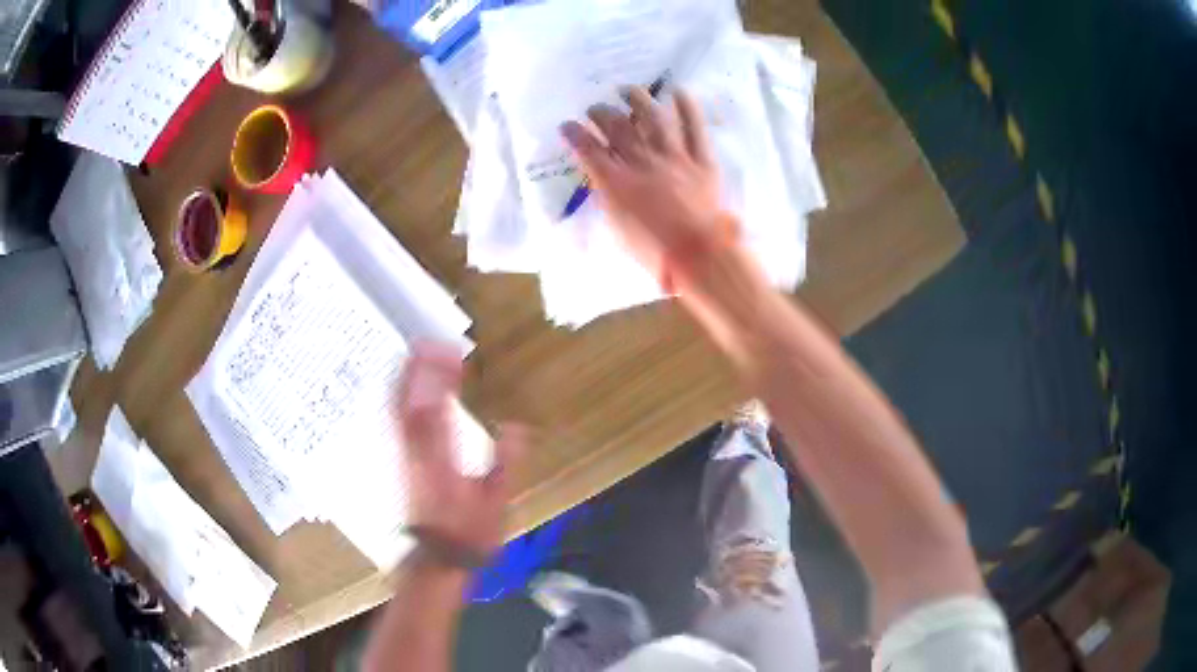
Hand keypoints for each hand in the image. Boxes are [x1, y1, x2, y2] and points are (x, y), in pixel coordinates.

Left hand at [394, 344, 525, 560]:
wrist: (437, 558)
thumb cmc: (470, 533)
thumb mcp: (496, 502)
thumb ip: (504, 463)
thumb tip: (513, 425)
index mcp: (442, 462)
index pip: (436, 412)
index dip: (440, 380)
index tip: (452, 354)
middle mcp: (416, 454)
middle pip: (407, 404)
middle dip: (415, 370)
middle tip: (428, 342)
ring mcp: (404, 456)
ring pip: (396, 409)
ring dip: (404, 379)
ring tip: (416, 354)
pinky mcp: (401, 460)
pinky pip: (395, 420)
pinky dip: (399, 396)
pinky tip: (405, 386)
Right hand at [561, 88, 735, 287]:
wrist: (699, 254)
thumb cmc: (654, 251)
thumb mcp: (617, 229)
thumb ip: (609, 200)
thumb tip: (606, 182)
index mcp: (616, 182)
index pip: (588, 149)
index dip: (574, 134)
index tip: (567, 125)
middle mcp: (641, 161)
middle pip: (617, 127)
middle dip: (600, 113)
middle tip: (594, 108)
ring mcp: (673, 157)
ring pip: (653, 118)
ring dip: (638, 100)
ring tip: (628, 90)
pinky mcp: (701, 160)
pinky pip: (694, 128)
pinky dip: (686, 107)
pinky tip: (677, 91)